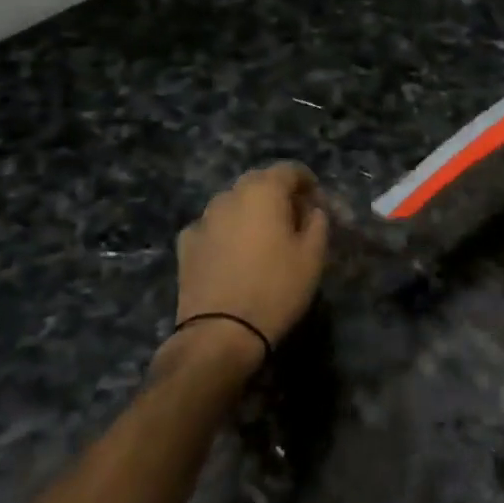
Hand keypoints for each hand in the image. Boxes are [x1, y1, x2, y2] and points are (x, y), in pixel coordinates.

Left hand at [174, 162, 328, 358]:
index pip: (289, 169)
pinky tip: (233, 253)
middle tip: (293, 218)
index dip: (307, 181)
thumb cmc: (276, 289)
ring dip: (250, 211)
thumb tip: (311, 209)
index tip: (317, 201)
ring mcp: (203, 219)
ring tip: (263, 237)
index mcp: (263, 191)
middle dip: (278, 193)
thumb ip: (317, 222)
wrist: (220, 333)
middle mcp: (230, 196)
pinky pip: (213, 226)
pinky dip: (226, 231)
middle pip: (258, 182)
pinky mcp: (186, 244)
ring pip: (233, 202)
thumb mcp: (313, 256)